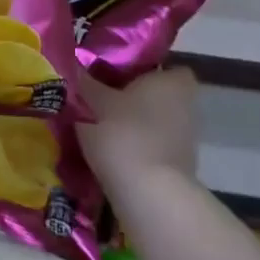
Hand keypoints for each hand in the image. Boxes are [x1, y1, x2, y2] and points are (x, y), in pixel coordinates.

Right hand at [76, 68, 198, 186]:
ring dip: (132, 125)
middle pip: (155, 95)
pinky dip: (135, 147)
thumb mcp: (94, 104)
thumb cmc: (124, 134)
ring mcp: (186, 137)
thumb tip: (71, 66)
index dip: (137, 69)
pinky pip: (152, 146)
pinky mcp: (179, 165)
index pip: (160, 66)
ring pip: (153, 122)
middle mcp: (188, 104)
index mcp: (173, 80)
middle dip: (131, 99)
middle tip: (97, 101)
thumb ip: (85, 84)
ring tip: (97, 128)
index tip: (110, 77)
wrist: (148, 193)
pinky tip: (109, 152)